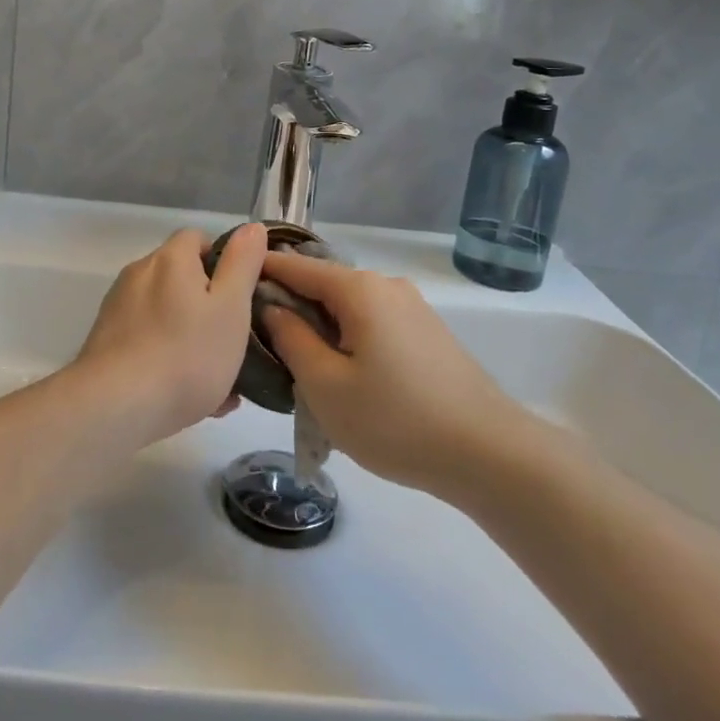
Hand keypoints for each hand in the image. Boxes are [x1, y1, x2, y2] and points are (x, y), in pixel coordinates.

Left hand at [73, 225, 266, 444]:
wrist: (115, 407)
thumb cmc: (185, 354)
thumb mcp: (231, 307)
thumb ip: (243, 264)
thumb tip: (252, 228)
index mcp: (170, 259)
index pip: (198, 239)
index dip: (224, 261)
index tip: (242, 295)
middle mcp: (139, 275)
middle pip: (182, 278)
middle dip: (209, 306)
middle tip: (235, 343)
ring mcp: (118, 309)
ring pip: (167, 315)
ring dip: (192, 338)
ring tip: (219, 382)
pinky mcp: (106, 343)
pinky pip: (149, 342)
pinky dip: (169, 358)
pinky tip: (190, 397)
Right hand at [260, 252, 527, 497]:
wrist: (488, 453)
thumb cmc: (396, 419)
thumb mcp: (326, 385)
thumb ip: (291, 339)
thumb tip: (272, 307)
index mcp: (359, 290)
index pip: (296, 267)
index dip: (261, 271)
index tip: (230, 278)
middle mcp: (386, 286)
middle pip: (324, 284)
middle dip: (289, 304)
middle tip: (257, 336)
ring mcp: (412, 308)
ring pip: (349, 306)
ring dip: (320, 325)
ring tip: (296, 361)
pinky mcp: (427, 332)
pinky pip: (373, 322)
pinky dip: (347, 336)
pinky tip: (341, 371)